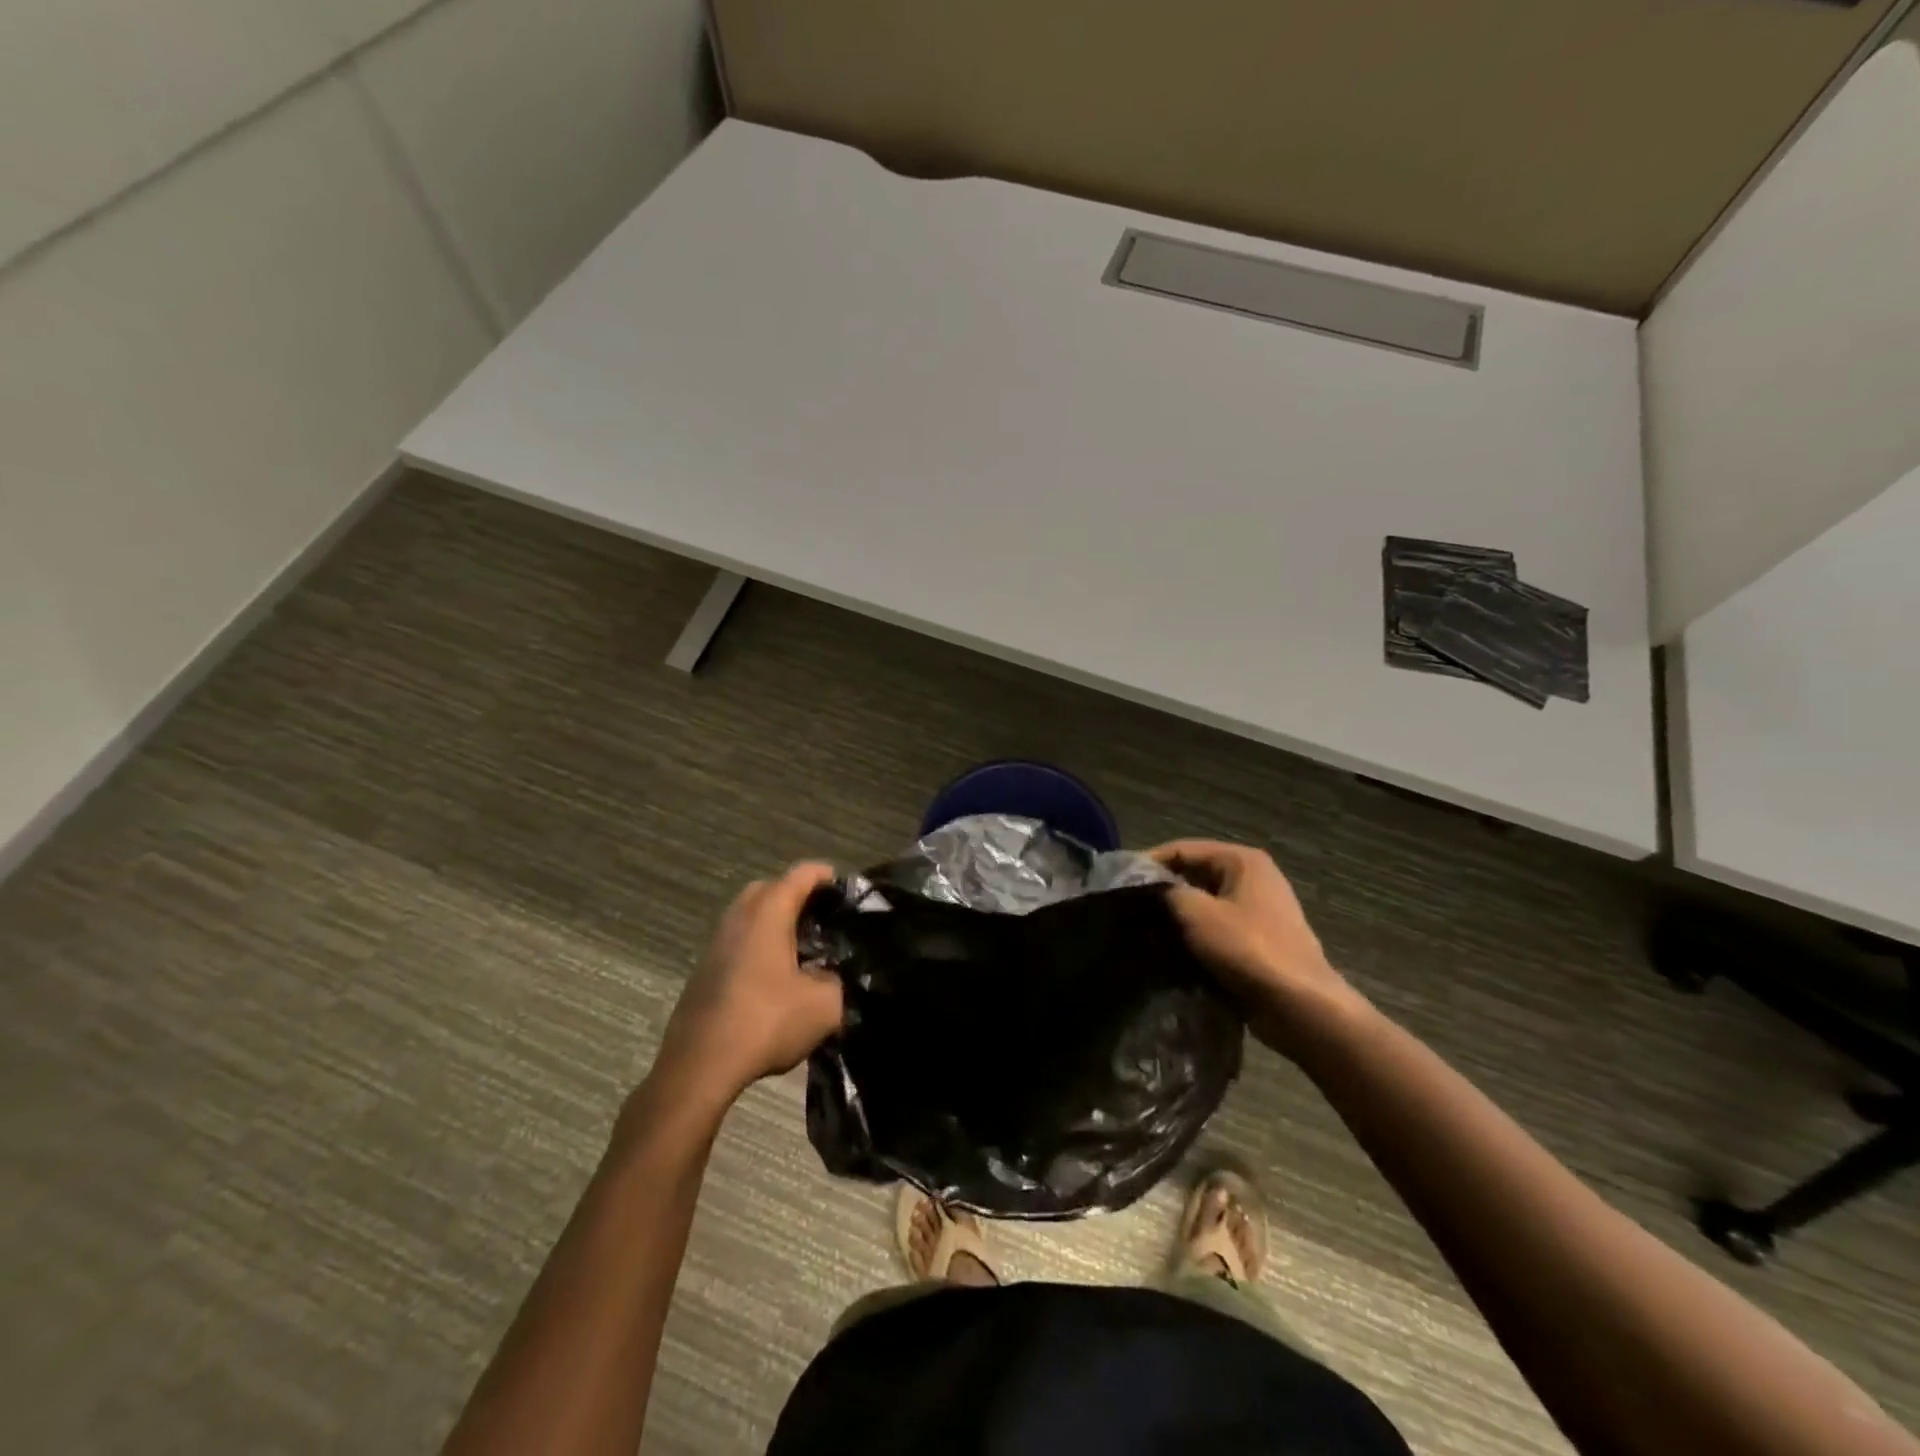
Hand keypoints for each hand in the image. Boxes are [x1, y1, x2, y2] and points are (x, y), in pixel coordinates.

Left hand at [655, 862, 843, 1104]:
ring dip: (776, 923)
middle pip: (772, 888)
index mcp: (769, 912)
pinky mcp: (704, 967)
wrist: (700, 1066)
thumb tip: (832, 975)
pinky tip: (775, 977)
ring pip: (751, 914)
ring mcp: (717, 940)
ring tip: (803, 950)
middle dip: (798, 896)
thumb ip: (837, 980)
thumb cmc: (766, 1022)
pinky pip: (739, 939)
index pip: (803, 874)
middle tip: (823, 920)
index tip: (848, 894)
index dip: (829, 877)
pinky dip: (759, 945)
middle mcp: (740, 915)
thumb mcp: (825, 1005)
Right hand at [1150, 840, 1366, 1054]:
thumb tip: (1147, 887)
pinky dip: (1196, 934)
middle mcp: (1253, 877)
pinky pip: (1217, 927)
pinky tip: (1172, 949)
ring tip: (1145, 930)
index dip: (1149, 863)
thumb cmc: (1247, 949)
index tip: (1120, 883)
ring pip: (1205, 903)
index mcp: (1242, 860)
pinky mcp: (1259, 939)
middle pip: (1195, 874)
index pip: (1183, 849)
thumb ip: (1166, 892)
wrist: (1300, 1006)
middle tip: (1129, 908)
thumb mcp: (1197, 914)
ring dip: (1178, 915)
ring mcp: (1259, 910)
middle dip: (1164, 890)